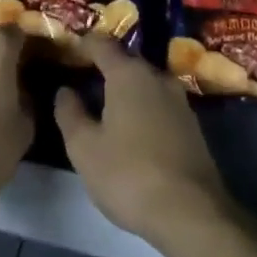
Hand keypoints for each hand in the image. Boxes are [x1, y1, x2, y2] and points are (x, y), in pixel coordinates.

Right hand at [54, 32, 235, 252]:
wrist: (192, 212)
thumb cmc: (129, 174)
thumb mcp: (85, 149)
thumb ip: (70, 114)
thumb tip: (64, 91)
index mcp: (128, 73)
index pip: (102, 44)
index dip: (84, 45)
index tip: (71, 52)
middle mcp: (156, 76)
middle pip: (127, 62)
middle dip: (107, 69)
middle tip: (87, 83)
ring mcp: (179, 99)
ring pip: (146, 83)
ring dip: (128, 91)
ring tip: (110, 110)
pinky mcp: (192, 124)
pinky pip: (161, 104)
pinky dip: (145, 109)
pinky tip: (136, 133)